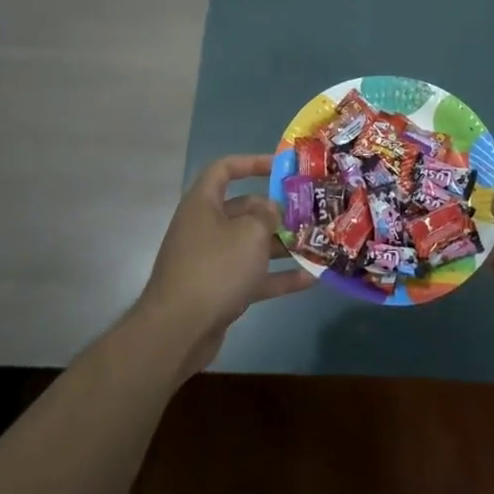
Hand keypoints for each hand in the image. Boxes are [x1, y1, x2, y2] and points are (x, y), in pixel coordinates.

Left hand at [138, 155, 311, 373]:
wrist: (178, 330)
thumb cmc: (215, 268)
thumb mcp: (249, 233)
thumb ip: (267, 215)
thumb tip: (271, 209)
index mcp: (203, 203)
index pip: (224, 169)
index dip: (252, 162)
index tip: (281, 167)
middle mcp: (204, 227)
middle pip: (243, 209)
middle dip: (275, 212)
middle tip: (307, 213)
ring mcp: (210, 260)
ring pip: (250, 245)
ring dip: (281, 245)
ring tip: (315, 243)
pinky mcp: (218, 290)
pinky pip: (252, 276)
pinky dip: (277, 276)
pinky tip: (310, 279)